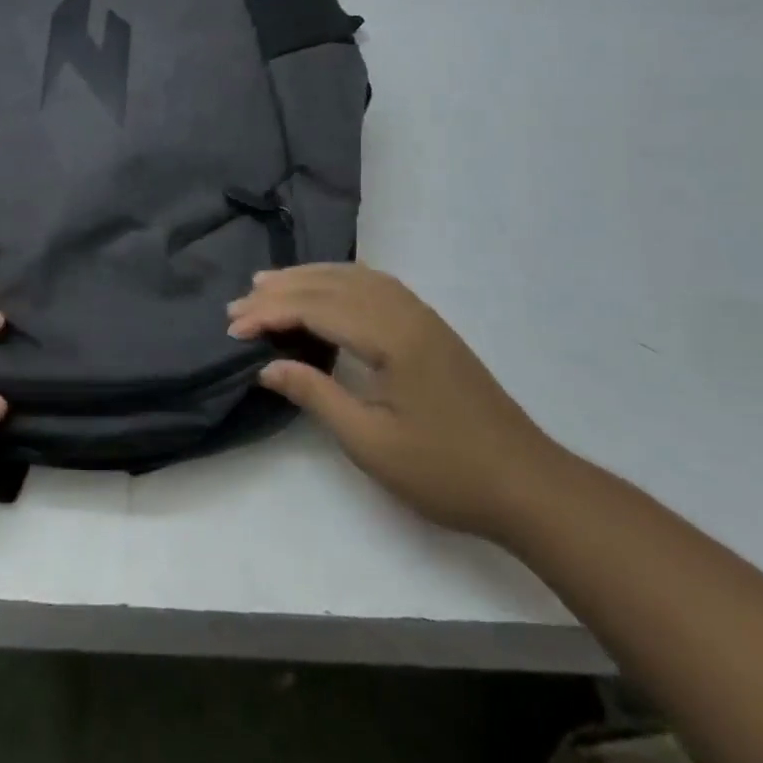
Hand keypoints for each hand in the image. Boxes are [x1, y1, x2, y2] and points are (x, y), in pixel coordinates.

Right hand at [228, 263, 560, 540]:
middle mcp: (405, 313)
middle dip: (280, 291)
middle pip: (331, 285)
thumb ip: (316, 395)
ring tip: (266, 284)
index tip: (234, 329)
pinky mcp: (429, 325)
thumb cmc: (447, 471)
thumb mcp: (372, 444)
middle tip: (237, 306)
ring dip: (306, 278)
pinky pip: (374, 284)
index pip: (316, 308)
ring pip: (352, 277)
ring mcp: (421, 315)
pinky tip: (323, 288)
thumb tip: (267, 366)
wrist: (528, 485)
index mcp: (392, 338)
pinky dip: (337, 279)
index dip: (270, 313)